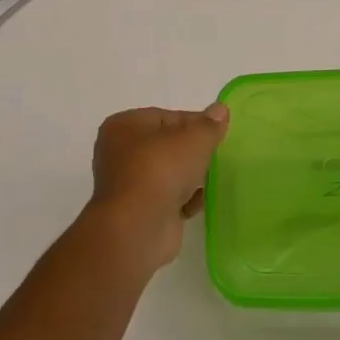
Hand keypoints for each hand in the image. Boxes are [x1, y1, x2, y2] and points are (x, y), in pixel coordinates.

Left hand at [85, 104, 229, 270]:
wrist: (138, 228)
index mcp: (124, 126)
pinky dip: (184, 199)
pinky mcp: (138, 213)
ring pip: (168, 173)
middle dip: (192, 151)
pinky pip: (168, 199)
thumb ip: (210, 124)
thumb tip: (220, 110)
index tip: (217, 133)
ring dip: (190, 176)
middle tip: (216, 154)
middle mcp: (119, 153)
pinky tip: (200, 201)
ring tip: (212, 178)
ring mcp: (128, 185)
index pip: (167, 117)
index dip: (195, 123)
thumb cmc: (161, 170)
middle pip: (167, 145)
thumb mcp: (194, 138)